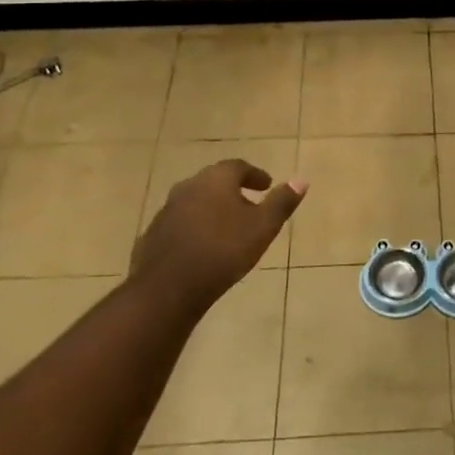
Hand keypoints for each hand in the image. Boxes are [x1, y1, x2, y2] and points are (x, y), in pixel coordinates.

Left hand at [130, 159, 307, 317]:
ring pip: (195, 202)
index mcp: (216, 179)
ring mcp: (166, 210)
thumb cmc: (223, 251)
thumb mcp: (263, 227)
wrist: (167, 288)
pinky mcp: (153, 234)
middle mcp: (188, 186)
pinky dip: (195, 227)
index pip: (238, 167)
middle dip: (232, 190)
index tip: (266, 185)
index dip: (255, 175)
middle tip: (249, 204)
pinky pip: (180, 223)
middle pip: (214, 182)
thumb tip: (302, 180)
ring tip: (227, 227)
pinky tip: (203, 246)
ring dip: (212, 209)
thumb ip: (282, 202)